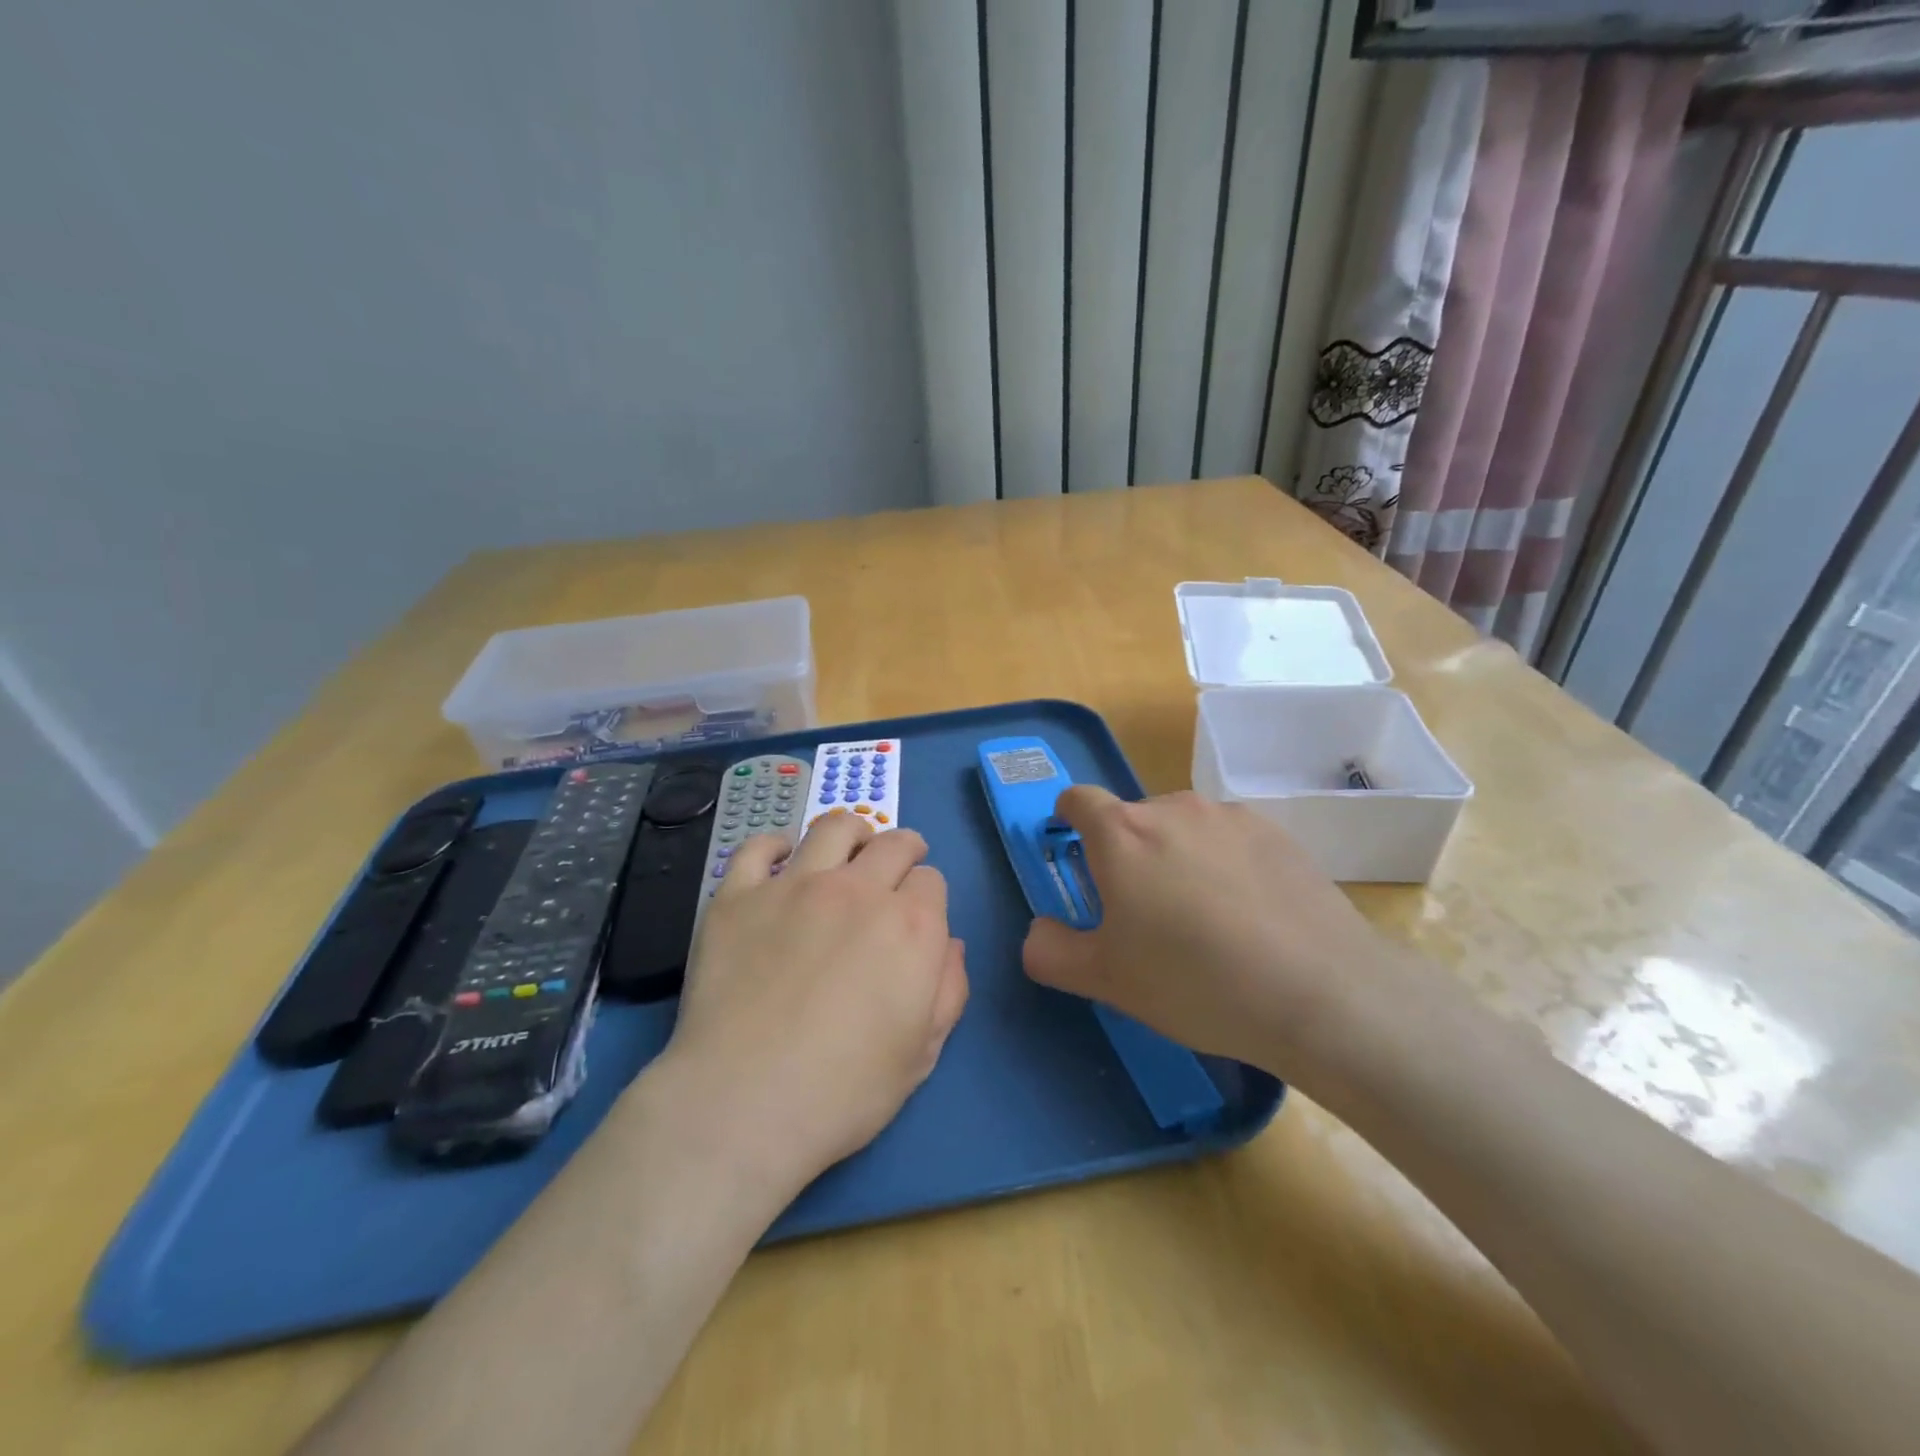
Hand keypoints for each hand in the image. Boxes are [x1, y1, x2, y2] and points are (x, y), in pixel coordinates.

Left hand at [661, 815, 968, 1195]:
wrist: (743, 1104)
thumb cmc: (845, 1091)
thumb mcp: (922, 1054)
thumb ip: (948, 990)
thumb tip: (950, 945)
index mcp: (910, 925)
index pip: (932, 881)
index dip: (928, 897)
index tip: (917, 916)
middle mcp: (858, 890)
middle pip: (893, 843)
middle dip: (904, 850)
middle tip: (896, 867)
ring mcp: (794, 886)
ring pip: (833, 828)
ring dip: (852, 833)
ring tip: (850, 847)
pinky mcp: (738, 896)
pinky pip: (759, 847)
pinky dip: (776, 845)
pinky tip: (782, 859)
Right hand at [1021, 787, 1398, 1069]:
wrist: (1321, 994)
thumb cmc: (1194, 982)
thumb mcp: (1105, 980)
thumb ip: (1051, 951)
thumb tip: (1039, 931)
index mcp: (1122, 834)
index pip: (1078, 798)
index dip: (1068, 818)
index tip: (1075, 849)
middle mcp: (1173, 809)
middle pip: (1133, 818)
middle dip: (1127, 854)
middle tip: (1144, 914)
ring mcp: (1230, 817)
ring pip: (1184, 828)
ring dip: (1177, 857)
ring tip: (1204, 918)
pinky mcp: (1278, 833)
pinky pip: (1231, 840)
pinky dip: (1224, 864)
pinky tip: (1250, 916)